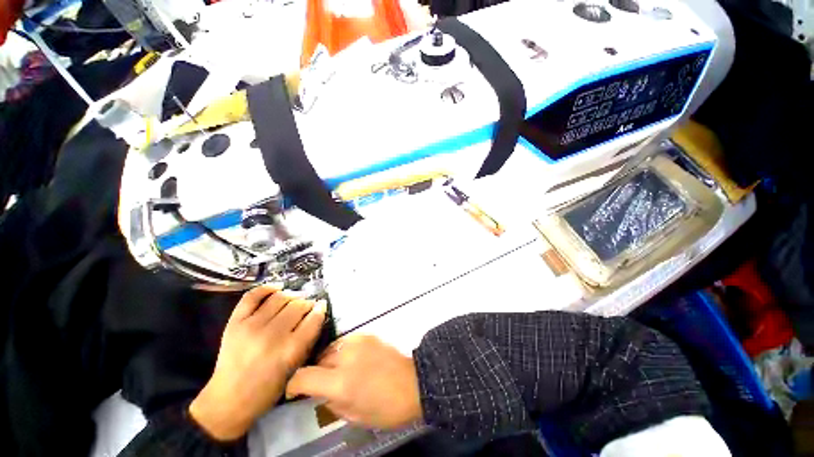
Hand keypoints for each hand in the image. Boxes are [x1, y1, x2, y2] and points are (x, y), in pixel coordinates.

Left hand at [189, 285, 326, 440]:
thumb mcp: (296, 366)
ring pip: (280, 297)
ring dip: (292, 295)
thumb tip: (317, 312)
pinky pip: (253, 296)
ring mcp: (251, 326)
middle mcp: (272, 335)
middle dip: (307, 303)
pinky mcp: (235, 323)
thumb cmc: (268, 389)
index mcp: (290, 350)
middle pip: (298, 305)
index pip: (313, 318)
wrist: (229, 399)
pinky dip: (267, 288)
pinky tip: (277, 288)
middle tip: (307, 306)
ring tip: (295, 299)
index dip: (320, 309)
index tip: (321, 306)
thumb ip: (308, 338)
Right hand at [285, 334, 421, 429]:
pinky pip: (346, 342)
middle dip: (315, 373)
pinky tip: (353, 360)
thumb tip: (318, 391)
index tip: (295, 391)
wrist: (414, 382)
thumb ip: (330, 402)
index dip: (294, 385)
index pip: (303, 377)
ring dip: (329, 361)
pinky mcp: (367, 334)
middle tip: (323, 383)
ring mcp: (357, 342)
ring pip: (331, 349)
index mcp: (340, 382)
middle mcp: (346, 356)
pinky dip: (343, 351)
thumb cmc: (386, 407)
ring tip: (338, 371)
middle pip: (317, 360)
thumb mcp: (354, 416)